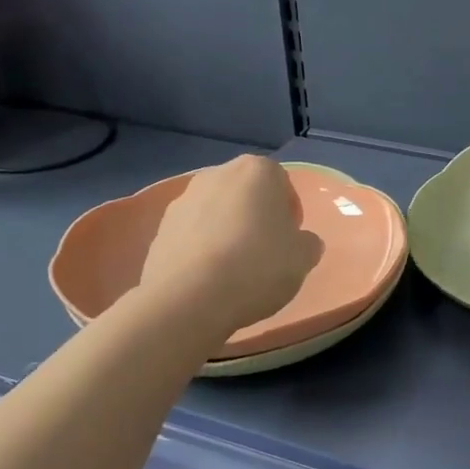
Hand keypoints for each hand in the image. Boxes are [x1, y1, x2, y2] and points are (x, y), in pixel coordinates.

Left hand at [140, 156, 321, 338]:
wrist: (189, 298)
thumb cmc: (257, 267)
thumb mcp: (303, 258)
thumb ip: (308, 243)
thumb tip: (301, 241)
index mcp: (257, 171)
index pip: (282, 183)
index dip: (289, 212)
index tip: (290, 240)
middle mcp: (217, 174)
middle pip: (246, 193)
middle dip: (256, 217)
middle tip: (266, 252)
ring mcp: (183, 199)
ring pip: (217, 212)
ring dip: (227, 231)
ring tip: (235, 269)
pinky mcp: (161, 227)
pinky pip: (193, 233)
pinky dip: (203, 248)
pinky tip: (209, 278)